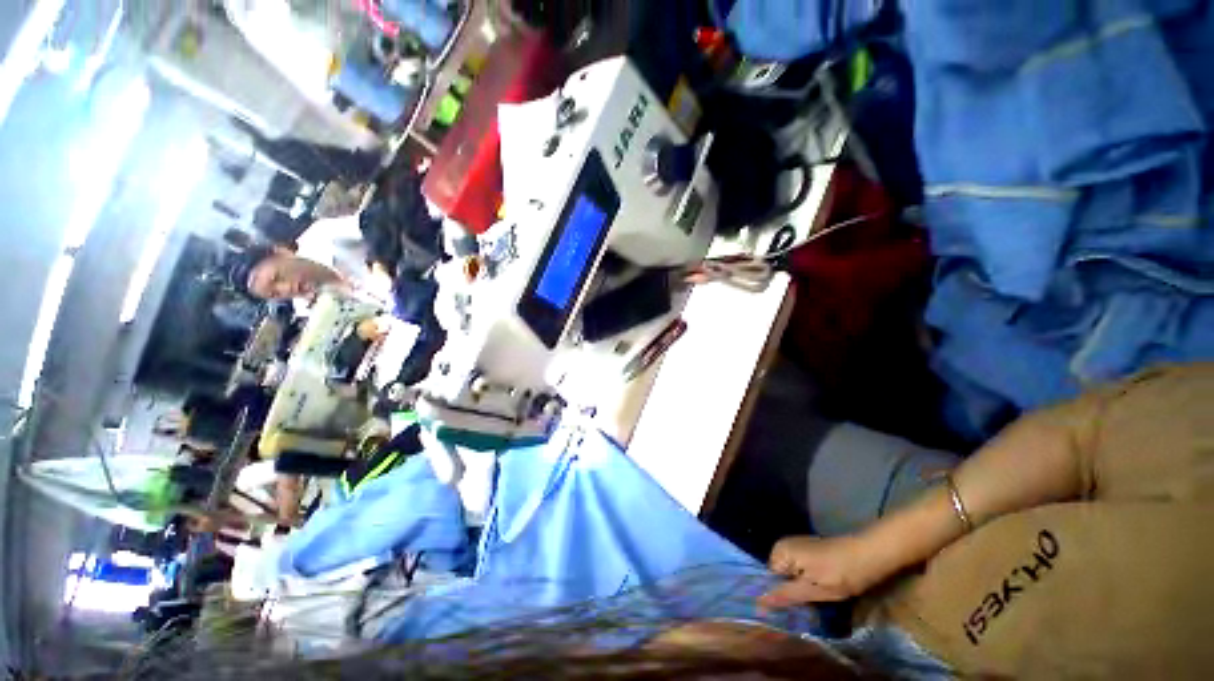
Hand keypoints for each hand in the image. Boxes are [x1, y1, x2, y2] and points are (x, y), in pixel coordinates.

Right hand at [758, 535, 884, 610]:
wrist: (868, 556)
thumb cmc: (840, 573)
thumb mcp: (813, 590)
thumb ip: (786, 595)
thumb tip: (760, 602)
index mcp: (780, 551)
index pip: (769, 578)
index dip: (778, 595)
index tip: (791, 612)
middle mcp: (784, 545)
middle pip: (779, 576)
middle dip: (790, 592)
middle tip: (806, 607)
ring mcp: (796, 547)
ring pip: (791, 575)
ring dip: (799, 589)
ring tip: (813, 601)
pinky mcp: (808, 551)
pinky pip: (799, 570)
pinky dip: (806, 582)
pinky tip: (819, 590)